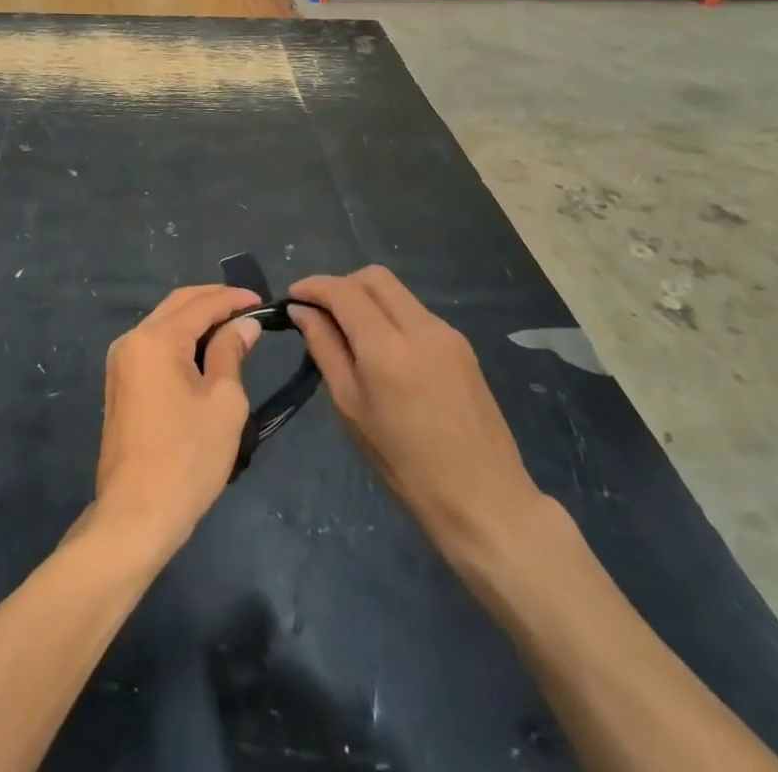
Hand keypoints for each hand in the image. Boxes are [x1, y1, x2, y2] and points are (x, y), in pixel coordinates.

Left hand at [92, 285, 261, 558]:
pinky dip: (182, 340)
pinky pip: (155, 346)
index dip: (233, 298)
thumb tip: (244, 324)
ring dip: (197, 320)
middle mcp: (132, 340)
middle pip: (177, 306)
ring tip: (233, 327)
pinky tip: (206, 352)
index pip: (200, 304)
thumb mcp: (223, 403)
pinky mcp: (120, 383)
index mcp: (155, 340)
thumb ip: (232, 353)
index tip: (262, 301)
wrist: (135, 516)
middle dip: (213, 301)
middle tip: (248, 308)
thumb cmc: (187, 459)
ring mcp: (121, 362)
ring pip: (164, 324)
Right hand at [289, 267, 542, 557]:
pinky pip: (416, 313)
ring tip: (349, 332)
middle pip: (374, 277)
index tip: (293, 297)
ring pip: (397, 292)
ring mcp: (446, 333)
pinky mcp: (462, 345)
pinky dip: (390, 316)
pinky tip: (383, 350)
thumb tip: (302, 311)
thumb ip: (325, 350)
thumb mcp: (351, 409)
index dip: (313, 286)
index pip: (343, 291)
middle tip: (320, 312)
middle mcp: (420, 327)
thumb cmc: (405, 466)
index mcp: (387, 348)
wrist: (485, 500)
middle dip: (341, 284)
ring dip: (367, 299)